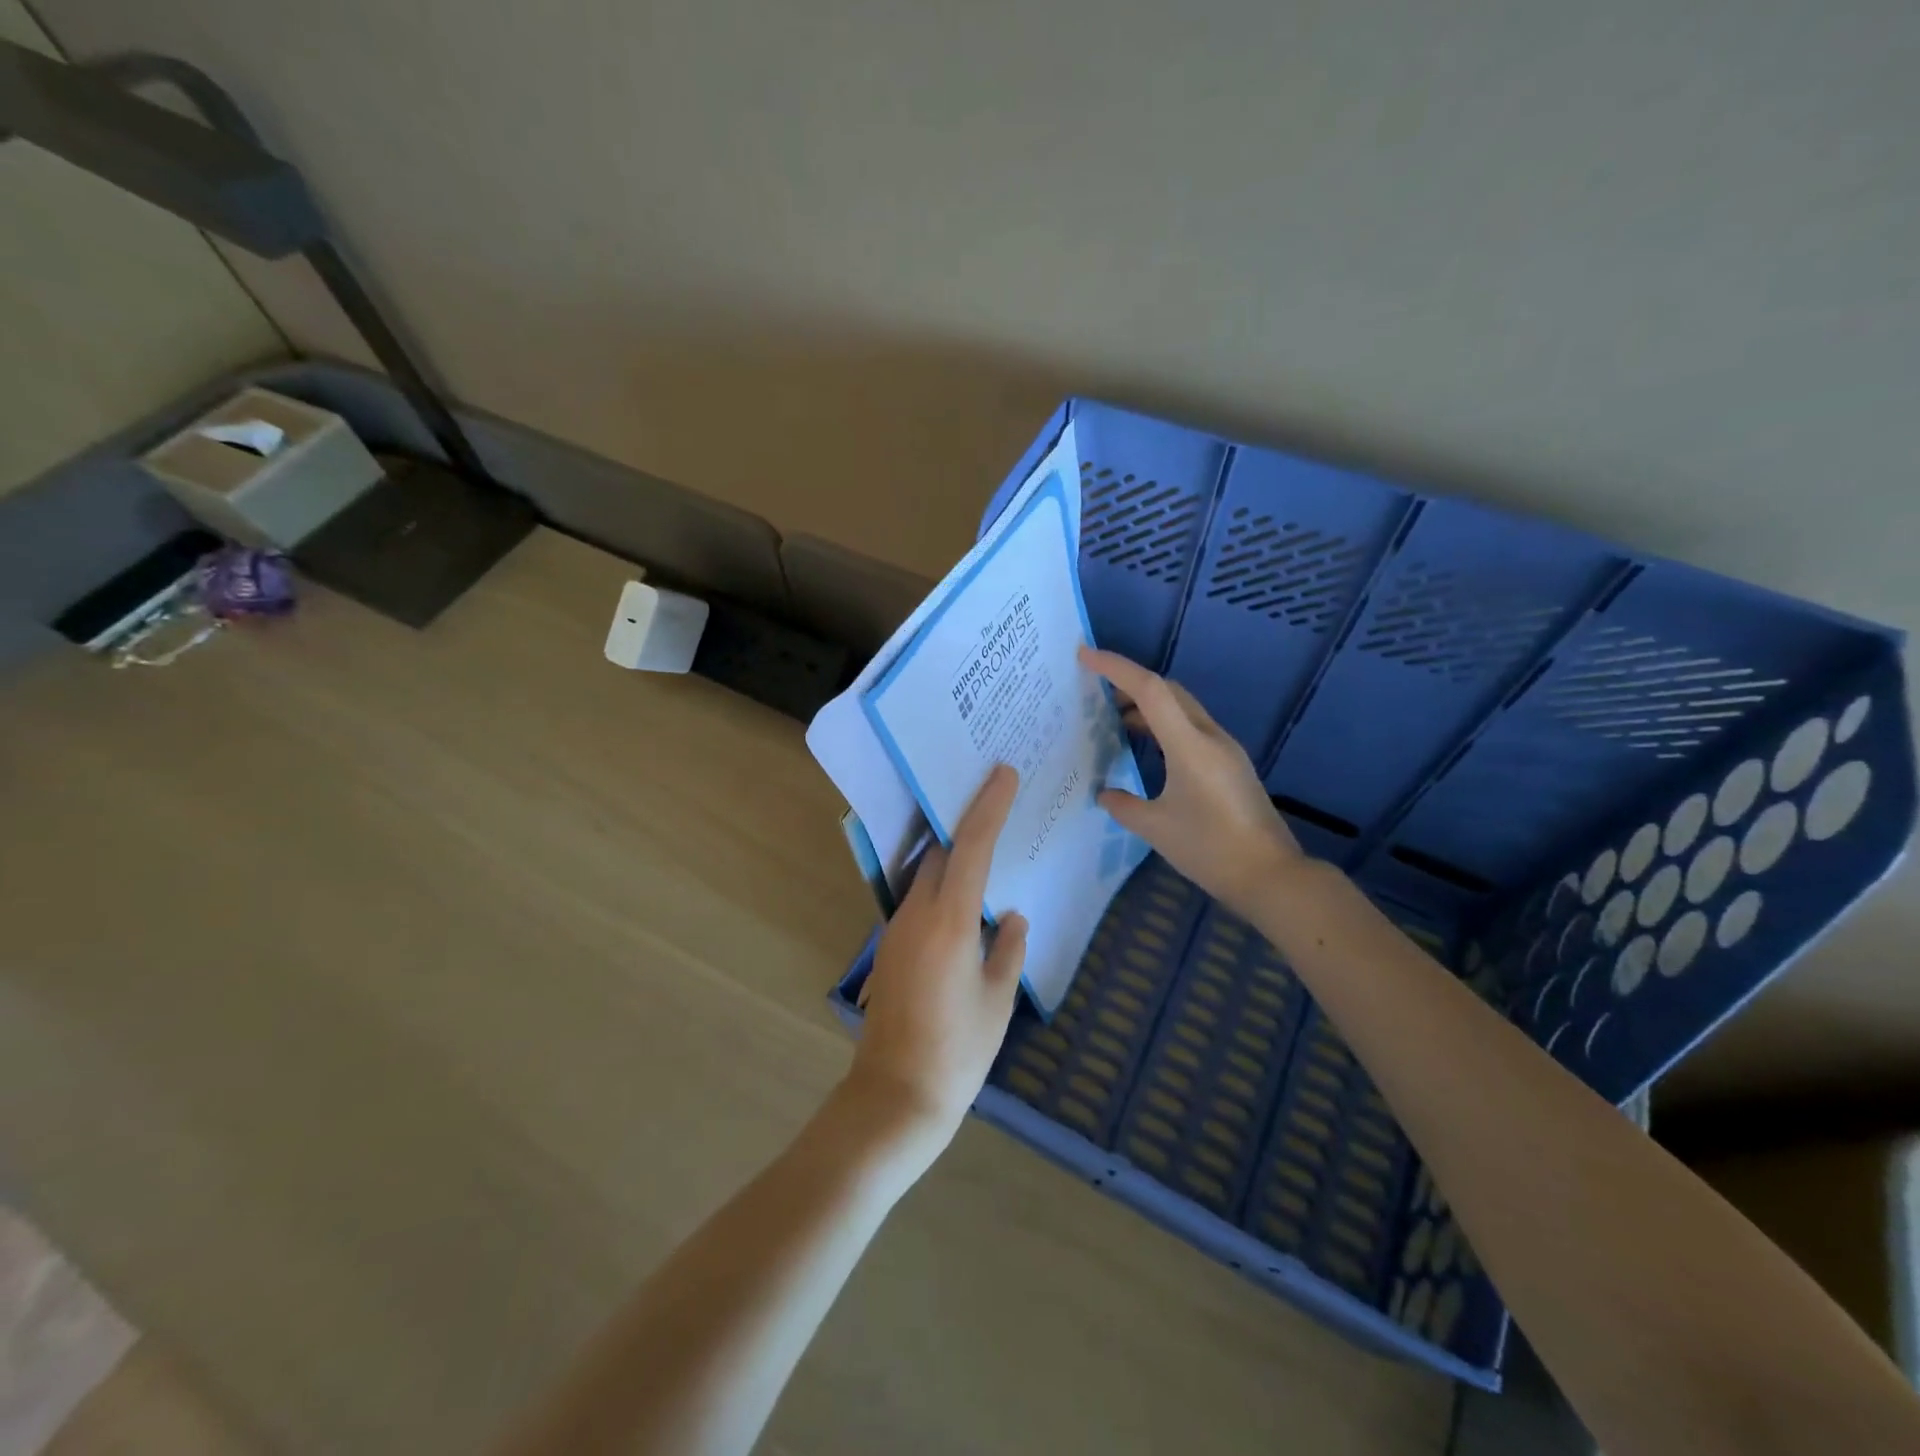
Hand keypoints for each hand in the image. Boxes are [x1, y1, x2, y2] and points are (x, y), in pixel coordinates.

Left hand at [847, 764, 1028, 1157]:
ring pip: (925, 872)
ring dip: (950, 851)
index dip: (988, 806)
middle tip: (994, 798)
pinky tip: (964, 893)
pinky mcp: (891, 946)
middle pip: (940, 851)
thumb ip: (1008, 950)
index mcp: (950, 922)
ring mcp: (898, 929)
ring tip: (984, 838)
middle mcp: (917, 914)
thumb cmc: (958, 1051)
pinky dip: (941, 881)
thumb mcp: (997, 1000)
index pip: (970, 847)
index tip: (1003, 774)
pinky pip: (919, 897)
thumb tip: (1012, 918)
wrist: (896, 1095)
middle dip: (965, 821)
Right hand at [1080, 646, 1303, 918]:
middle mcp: (1210, 737)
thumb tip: (1105, 793)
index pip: (1149, 690)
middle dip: (1130, 684)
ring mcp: (1225, 749)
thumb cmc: (1210, 850)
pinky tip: (1148, 749)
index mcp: (1189, 745)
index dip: (1115, 668)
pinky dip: (1165, 727)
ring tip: (1115, 722)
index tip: (1084, 656)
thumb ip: (1124, 805)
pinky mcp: (1231, 765)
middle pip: (1168, 691)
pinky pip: (1191, 729)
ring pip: (1182, 709)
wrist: (1272, 877)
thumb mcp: (1156, 829)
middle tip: (1096, 692)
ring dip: (1149, 706)